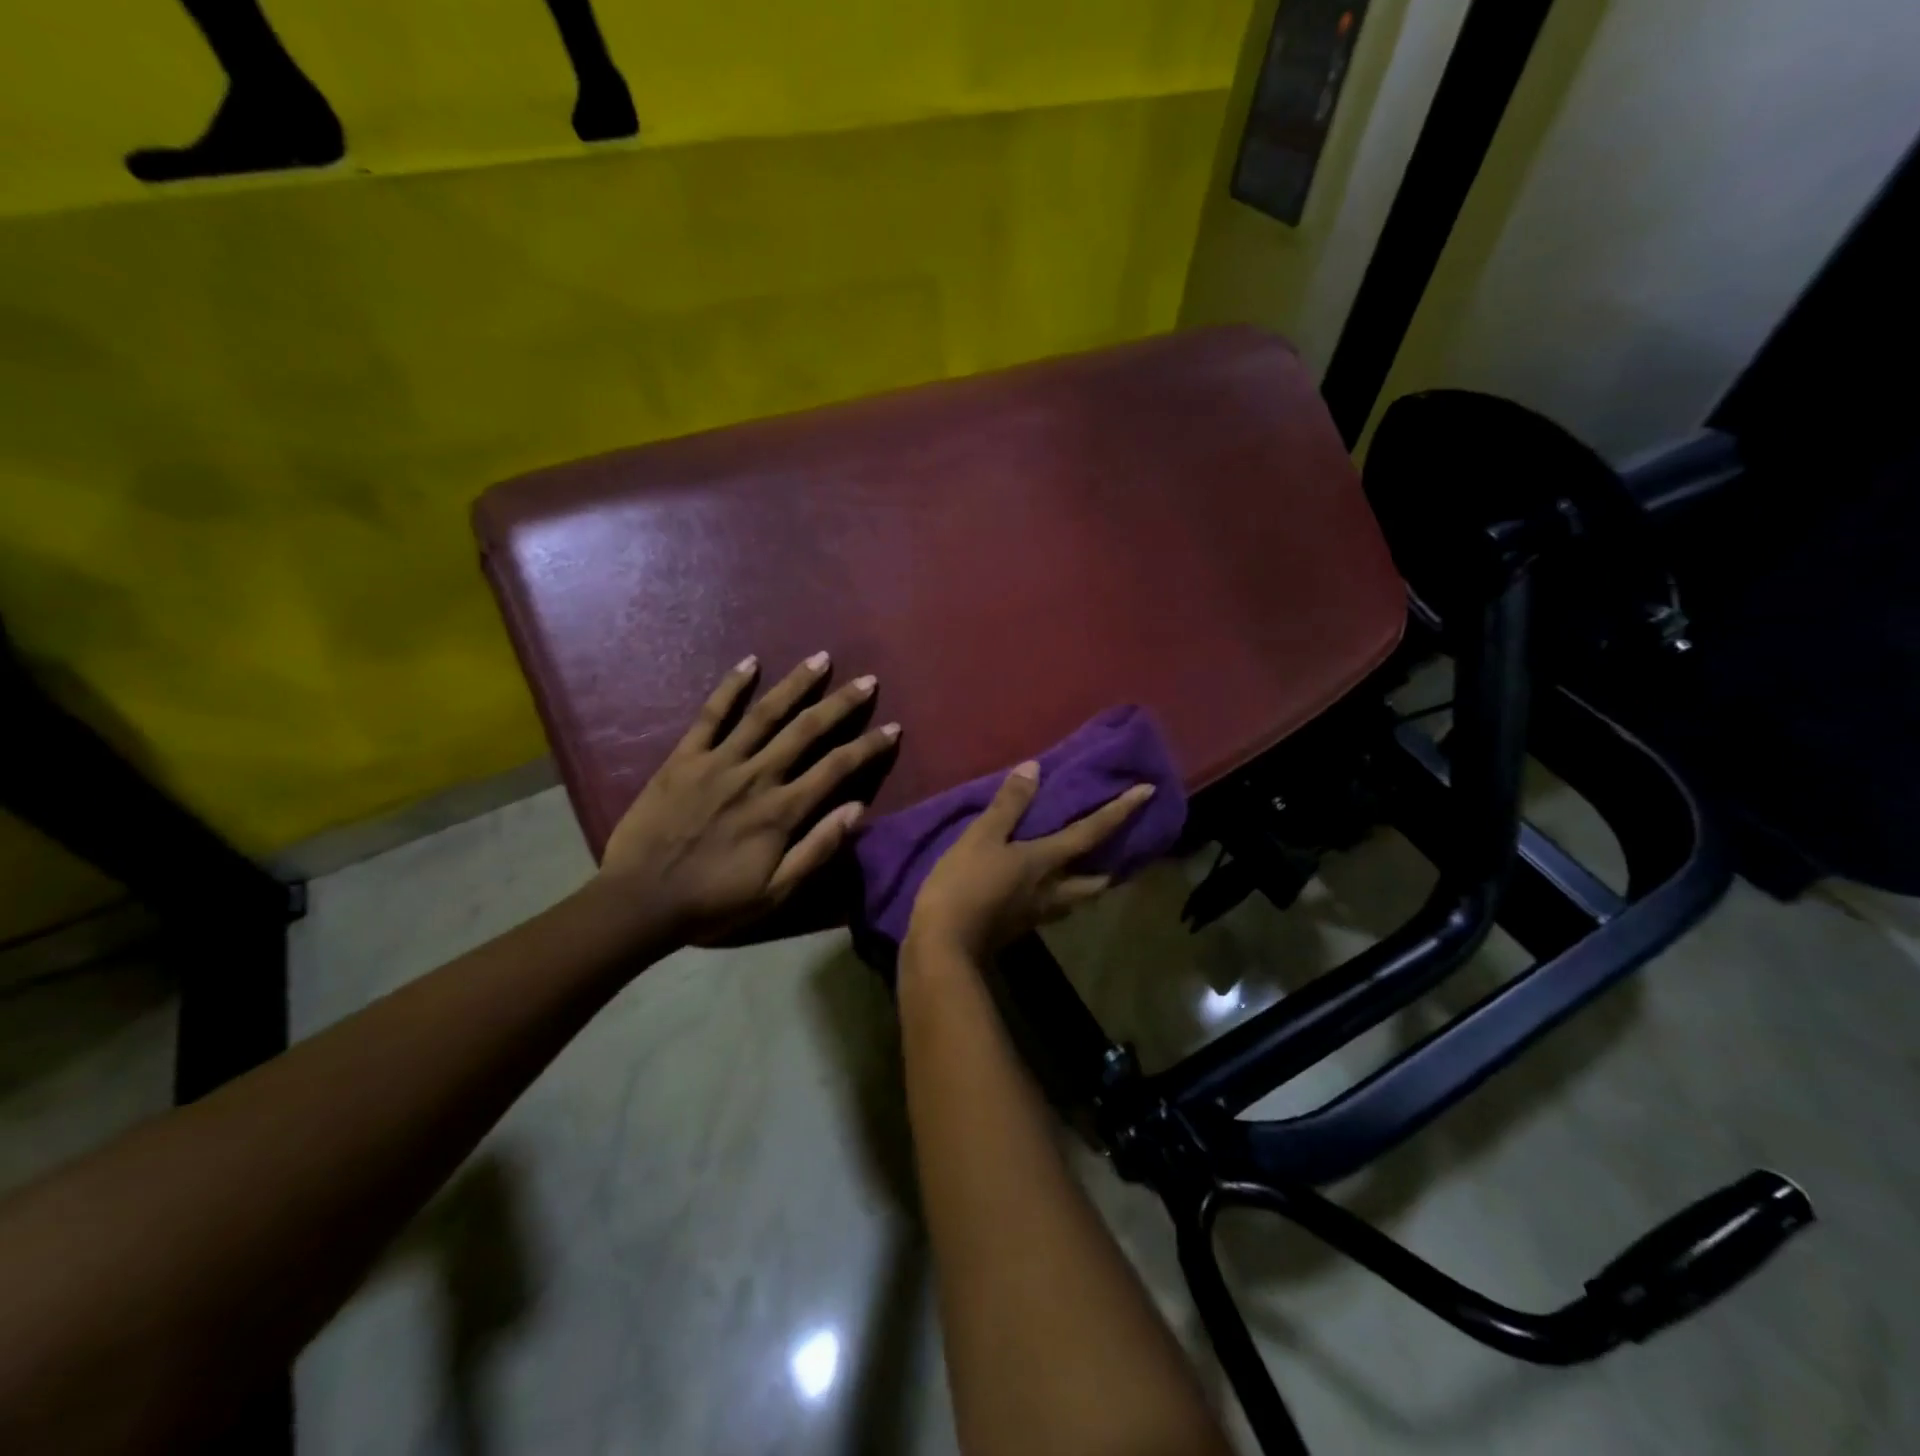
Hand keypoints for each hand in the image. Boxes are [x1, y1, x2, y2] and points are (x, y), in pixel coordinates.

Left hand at [598, 652, 899, 944]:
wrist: (639, 902)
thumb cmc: (712, 902)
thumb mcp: (775, 892)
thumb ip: (818, 849)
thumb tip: (857, 809)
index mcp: (780, 811)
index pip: (836, 768)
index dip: (868, 747)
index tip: (893, 728)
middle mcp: (756, 776)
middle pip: (806, 730)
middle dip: (841, 704)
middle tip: (867, 680)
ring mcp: (718, 762)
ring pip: (765, 714)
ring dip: (795, 684)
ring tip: (820, 658)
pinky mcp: (684, 758)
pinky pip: (710, 715)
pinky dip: (730, 687)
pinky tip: (749, 663)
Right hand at [906, 761, 1154, 961]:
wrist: (943, 946)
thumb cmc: (965, 884)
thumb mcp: (982, 836)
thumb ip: (1009, 804)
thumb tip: (1035, 768)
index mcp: (1047, 862)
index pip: (1092, 832)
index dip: (1120, 810)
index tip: (1148, 791)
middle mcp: (1053, 890)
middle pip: (1095, 881)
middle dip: (1111, 866)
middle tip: (1118, 850)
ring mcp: (1038, 913)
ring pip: (1076, 898)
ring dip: (1087, 883)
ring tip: (1083, 867)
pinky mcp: (1020, 927)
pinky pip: (1052, 907)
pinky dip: (1059, 893)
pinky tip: (1043, 887)